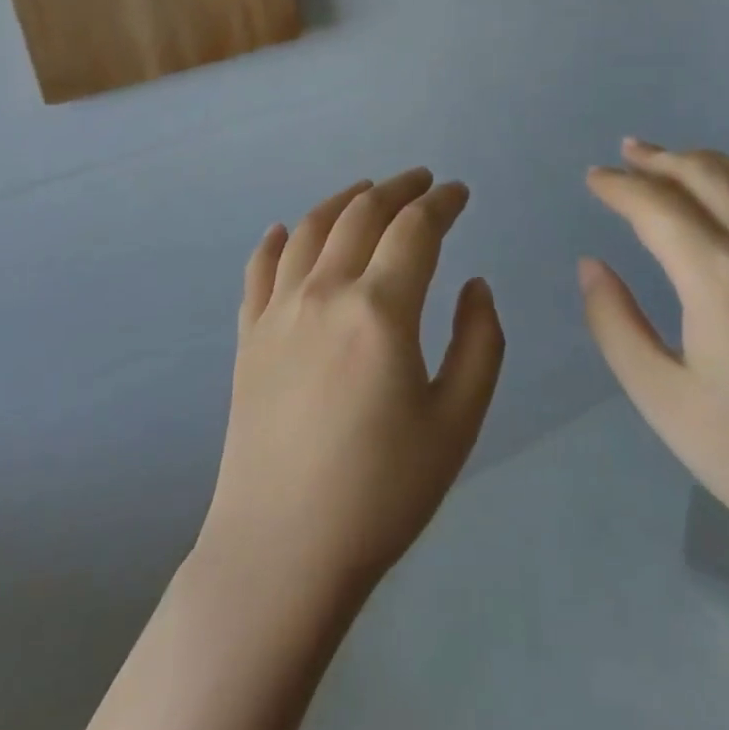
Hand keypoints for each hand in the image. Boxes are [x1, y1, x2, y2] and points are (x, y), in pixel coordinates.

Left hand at [198, 168, 505, 607]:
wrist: (283, 549)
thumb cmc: (382, 491)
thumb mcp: (457, 421)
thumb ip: (479, 343)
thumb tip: (474, 285)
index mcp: (380, 309)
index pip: (415, 229)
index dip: (441, 202)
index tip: (459, 192)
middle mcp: (324, 292)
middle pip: (361, 214)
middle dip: (397, 188)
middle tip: (421, 180)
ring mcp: (278, 311)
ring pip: (310, 229)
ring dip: (343, 200)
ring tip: (365, 190)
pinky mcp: (248, 336)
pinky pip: (259, 269)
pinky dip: (276, 240)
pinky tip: (284, 230)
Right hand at [580, 139, 728, 583]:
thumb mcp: (663, 400)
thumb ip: (615, 323)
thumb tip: (592, 265)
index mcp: (720, 277)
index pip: (656, 205)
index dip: (618, 186)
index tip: (593, 178)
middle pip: (707, 174)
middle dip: (660, 159)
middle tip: (627, 154)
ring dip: (709, 162)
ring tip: (677, 162)